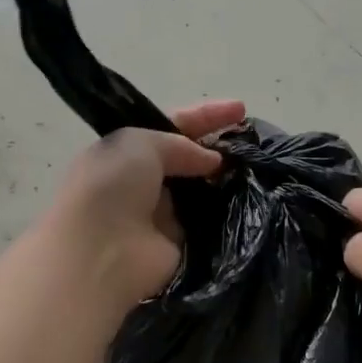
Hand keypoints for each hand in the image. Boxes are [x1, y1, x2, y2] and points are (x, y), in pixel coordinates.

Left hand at [44, 100, 244, 312]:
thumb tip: (211, 162)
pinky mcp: (181, 246)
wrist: (100, 253)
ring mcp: (162, 216)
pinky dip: (230, 212)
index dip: (203, 116)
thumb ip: (179, 144)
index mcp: (124, 153)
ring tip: (261, 167)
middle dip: (218, 148)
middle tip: (254, 141)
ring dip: (228, 180)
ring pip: (203, 191)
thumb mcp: (140, 143)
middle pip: (188, 159)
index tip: (240, 109)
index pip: (169, 126)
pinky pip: (211, 223)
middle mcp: (142, 183)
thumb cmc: (111, 188)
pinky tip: (256, 198)